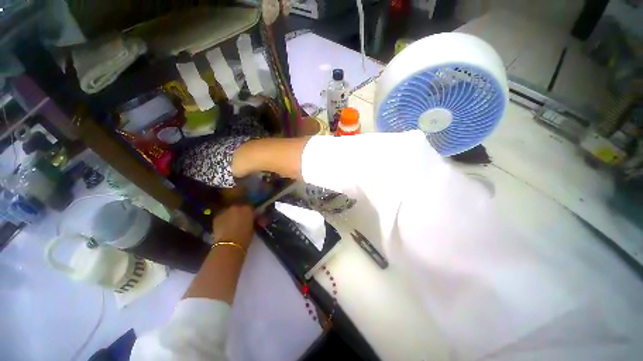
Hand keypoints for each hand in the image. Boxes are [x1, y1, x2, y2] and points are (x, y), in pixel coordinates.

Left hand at [212, 205, 254, 249]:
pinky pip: (222, 216)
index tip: (250, 217)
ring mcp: (225, 211)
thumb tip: (249, 219)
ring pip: (229, 211)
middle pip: (239, 207)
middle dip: (240, 213)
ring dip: (231, 215)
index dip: (250, 212)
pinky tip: (224, 227)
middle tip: (241, 220)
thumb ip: (251, 220)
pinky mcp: (216, 217)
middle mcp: (236, 207)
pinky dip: (224, 220)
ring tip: (231, 224)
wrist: (229, 244)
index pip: (250, 207)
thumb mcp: (252, 227)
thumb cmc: (245, 237)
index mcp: (247, 209)